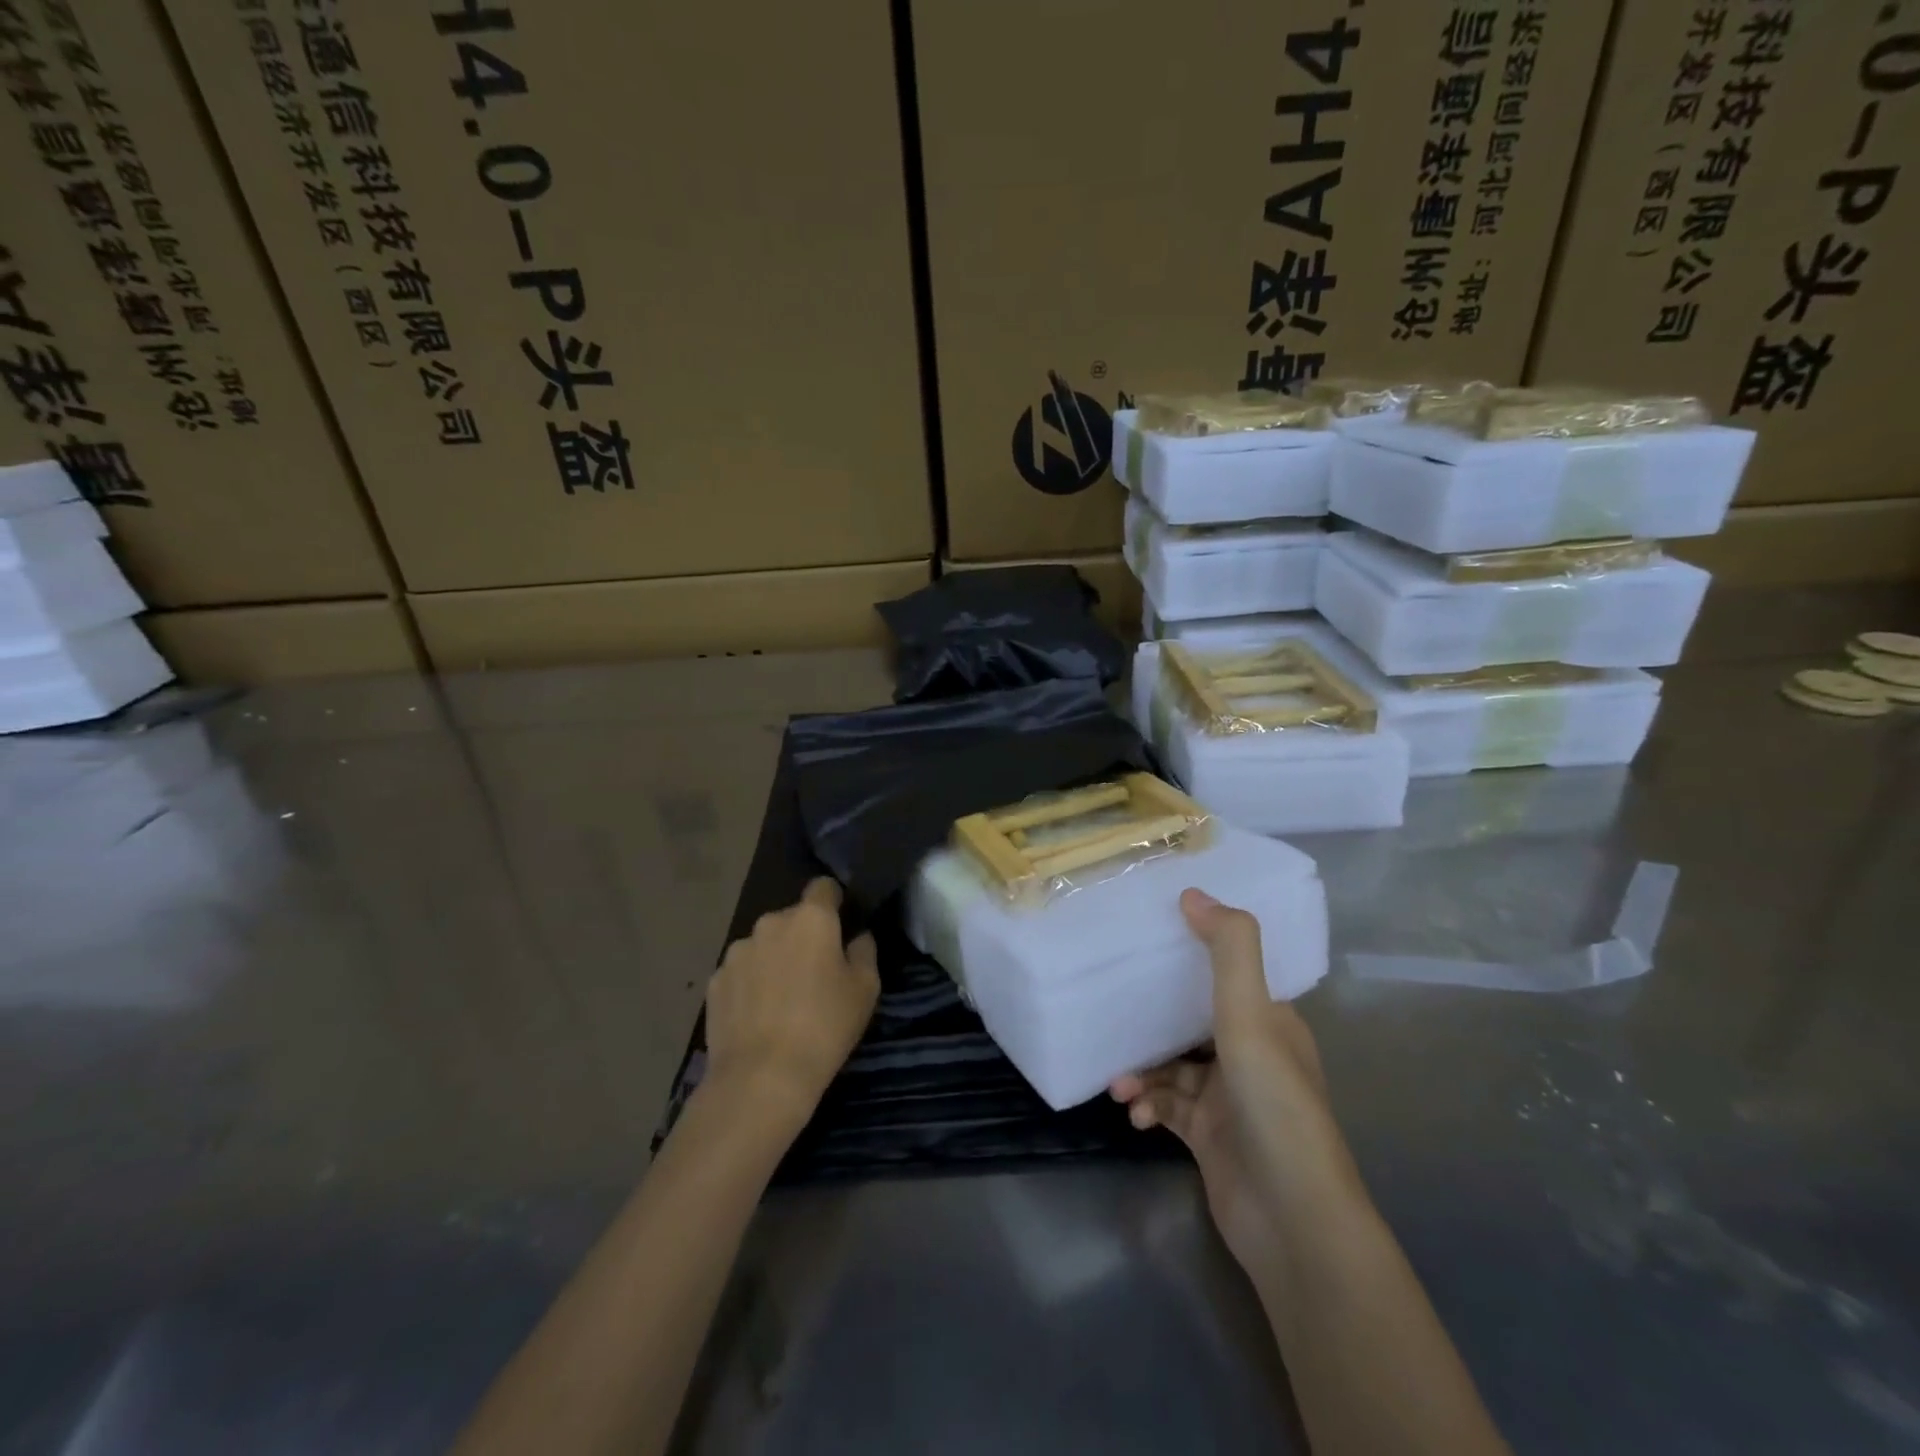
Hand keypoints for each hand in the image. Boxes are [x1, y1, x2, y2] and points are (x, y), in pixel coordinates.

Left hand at [704, 878, 878, 1121]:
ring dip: (773, 959)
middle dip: (803, 937)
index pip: (823, 887)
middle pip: (792, 919)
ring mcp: (736, 952)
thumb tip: (857, 937)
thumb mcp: (865, 990)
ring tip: (781, 1000)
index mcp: (811, 919)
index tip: (840, 926)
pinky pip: (740, 972)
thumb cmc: (824, 1027)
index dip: (834, 902)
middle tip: (814, 974)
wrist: (761, 1078)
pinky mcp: (715, 981)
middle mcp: (770, 923)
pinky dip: (749, 985)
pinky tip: (757, 1017)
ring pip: (763, 945)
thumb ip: (864, 952)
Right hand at [1111, 889, 1360, 1280]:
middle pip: (1191, 1022)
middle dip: (1150, 1021)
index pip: (1229, 978)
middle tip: (1112, 1012)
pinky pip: (1167, 1106)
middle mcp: (1251, 1056)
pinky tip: (1133, 1114)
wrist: (1292, 1219)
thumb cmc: (1274, 1103)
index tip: (1147, 945)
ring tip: (1119, 1084)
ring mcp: (1228, 1100)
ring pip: (1173, 1067)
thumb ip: (1229, 950)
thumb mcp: (1251, 1016)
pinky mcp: (1208, 1137)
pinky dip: (1147, 1104)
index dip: (1192, 958)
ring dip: (1143, 1070)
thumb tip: (1192, 892)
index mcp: (1271, 1024)